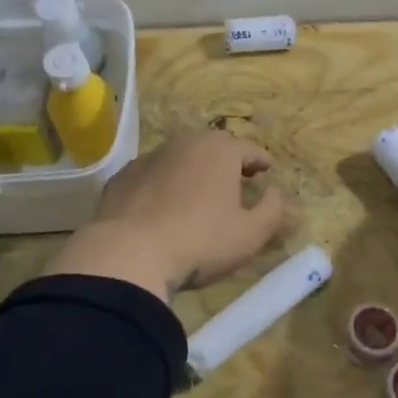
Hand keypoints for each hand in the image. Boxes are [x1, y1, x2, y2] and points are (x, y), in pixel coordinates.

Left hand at [45, 131, 290, 298]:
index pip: (248, 148)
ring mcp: (148, 158)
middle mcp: (184, 143)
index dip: (260, 160)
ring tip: (199, 193)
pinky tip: (162, 208)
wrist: (128, 254)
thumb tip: (275, 193)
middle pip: (212, 147)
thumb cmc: (200, 241)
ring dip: (192, 171)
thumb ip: (272, 209)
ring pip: (179, 159)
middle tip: (236, 178)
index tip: (266, 169)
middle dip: (226, 161)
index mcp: (219, 150)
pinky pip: (152, 176)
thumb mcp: (250, 234)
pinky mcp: (122, 177)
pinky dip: (162, 185)